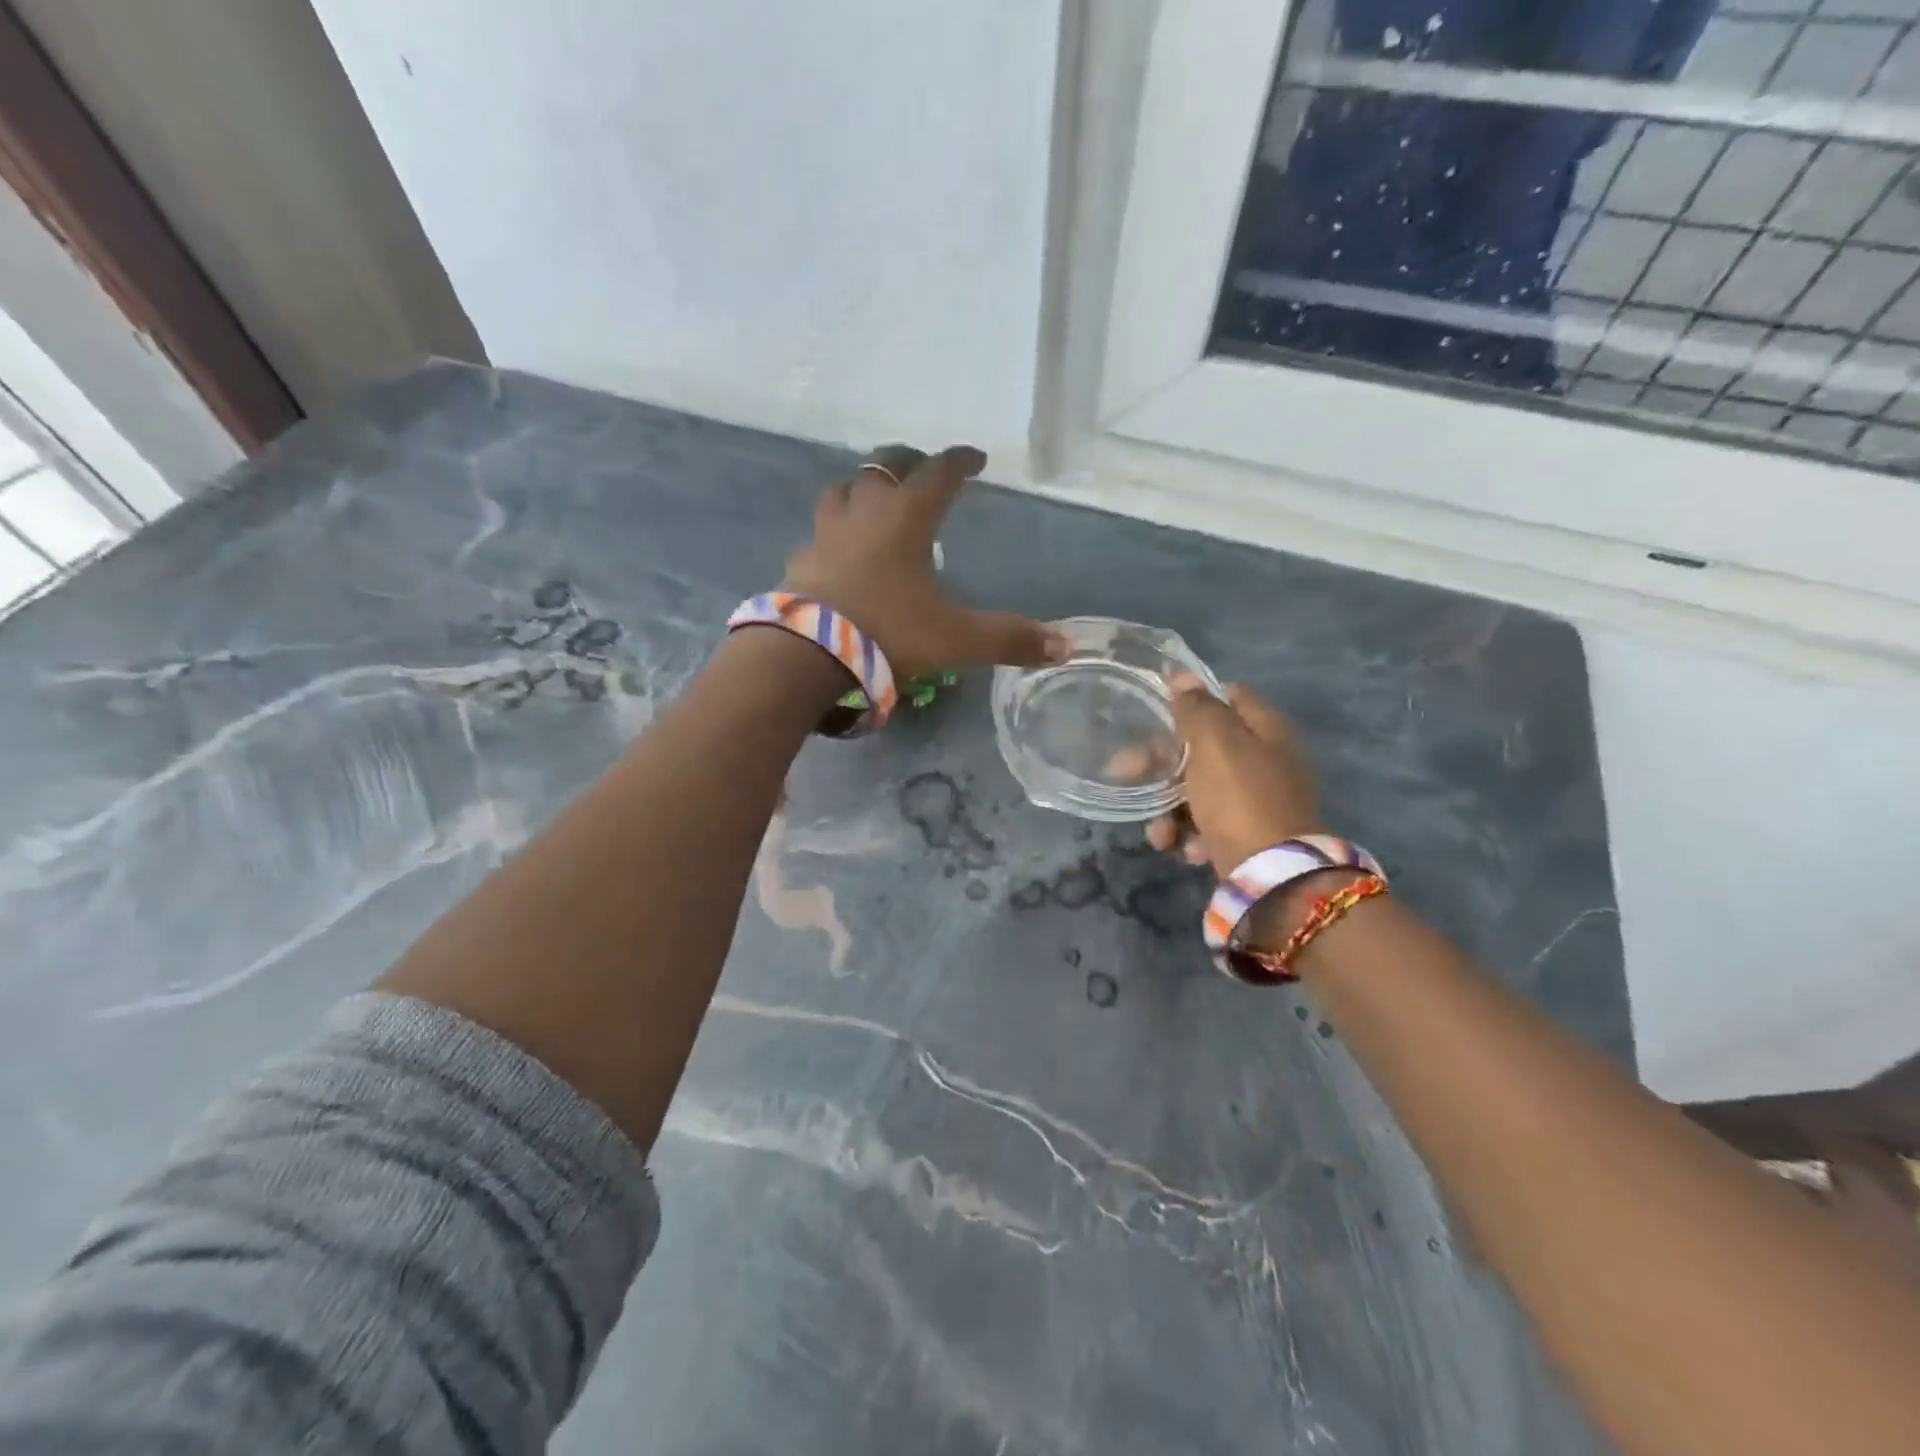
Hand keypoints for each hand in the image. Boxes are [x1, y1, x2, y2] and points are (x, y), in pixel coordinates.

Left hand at [783, 445, 1065, 679]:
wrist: (807, 656)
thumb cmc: (888, 633)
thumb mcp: (956, 639)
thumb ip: (1008, 639)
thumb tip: (1063, 648)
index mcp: (906, 519)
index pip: (938, 474)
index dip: (960, 462)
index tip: (976, 458)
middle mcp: (863, 515)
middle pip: (883, 467)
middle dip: (907, 462)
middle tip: (922, 469)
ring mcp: (824, 536)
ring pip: (841, 492)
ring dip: (861, 489)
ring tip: (874, 501)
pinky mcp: (799, 563)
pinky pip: (818, 535)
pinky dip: (834, 534)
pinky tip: (839, 554)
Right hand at [1145, 675, 1322, 875]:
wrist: (1274, 875)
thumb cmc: (1240, 797)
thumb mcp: (1214, 743)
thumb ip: (1196, 708)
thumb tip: (1182, 676)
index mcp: (1266, 728)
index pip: (1228, 696)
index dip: (1192, 700)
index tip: (1157, 713)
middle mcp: (1266, 759)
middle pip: (1204, 746)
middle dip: (1161, 763)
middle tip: (1125, 772)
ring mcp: (1258, 799)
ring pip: (1198, 789)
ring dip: (1169, 808)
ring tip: (1160, 834)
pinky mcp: (1249, 835)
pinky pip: (1209, 824)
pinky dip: (1191, 834)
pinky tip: (1186, 849)